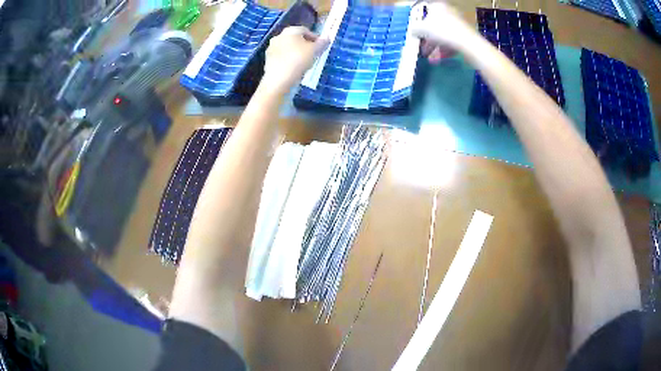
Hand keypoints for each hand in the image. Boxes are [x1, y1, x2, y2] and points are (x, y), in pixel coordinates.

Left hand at [263, 26, 328, 92]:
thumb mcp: (314, 51)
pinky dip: (289, 60)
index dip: (314, 37)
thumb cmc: (298, 60)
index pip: (305, 30)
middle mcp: (278, 36)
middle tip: (313, 53)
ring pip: (288, 48)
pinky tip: (294, 68)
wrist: (278, 80)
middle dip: (305, 44)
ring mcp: (271, 48)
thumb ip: (322, 43)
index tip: (321, 45)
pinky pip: (282, 57)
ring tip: (305, 61)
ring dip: (296, 52)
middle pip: (295, 38)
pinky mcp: (268, 60)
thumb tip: (327, 38)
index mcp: (290, 31)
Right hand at [410, 2, 476, 63]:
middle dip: (428, 39)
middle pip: (435, 26)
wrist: (468, 43)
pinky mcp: (465, 36)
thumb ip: (415, 29)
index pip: (426, 11)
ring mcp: (458, 25)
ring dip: (435, 47)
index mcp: (439, 6)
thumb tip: (413, 31)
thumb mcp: (422, 29)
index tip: (417, 33)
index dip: (420, 22)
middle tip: (422, 48)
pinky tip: (439, 59)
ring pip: (443, 36)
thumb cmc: (443, 31)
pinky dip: (444, 50)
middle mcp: (449, 13)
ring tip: (430, 58)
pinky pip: (451, 42)